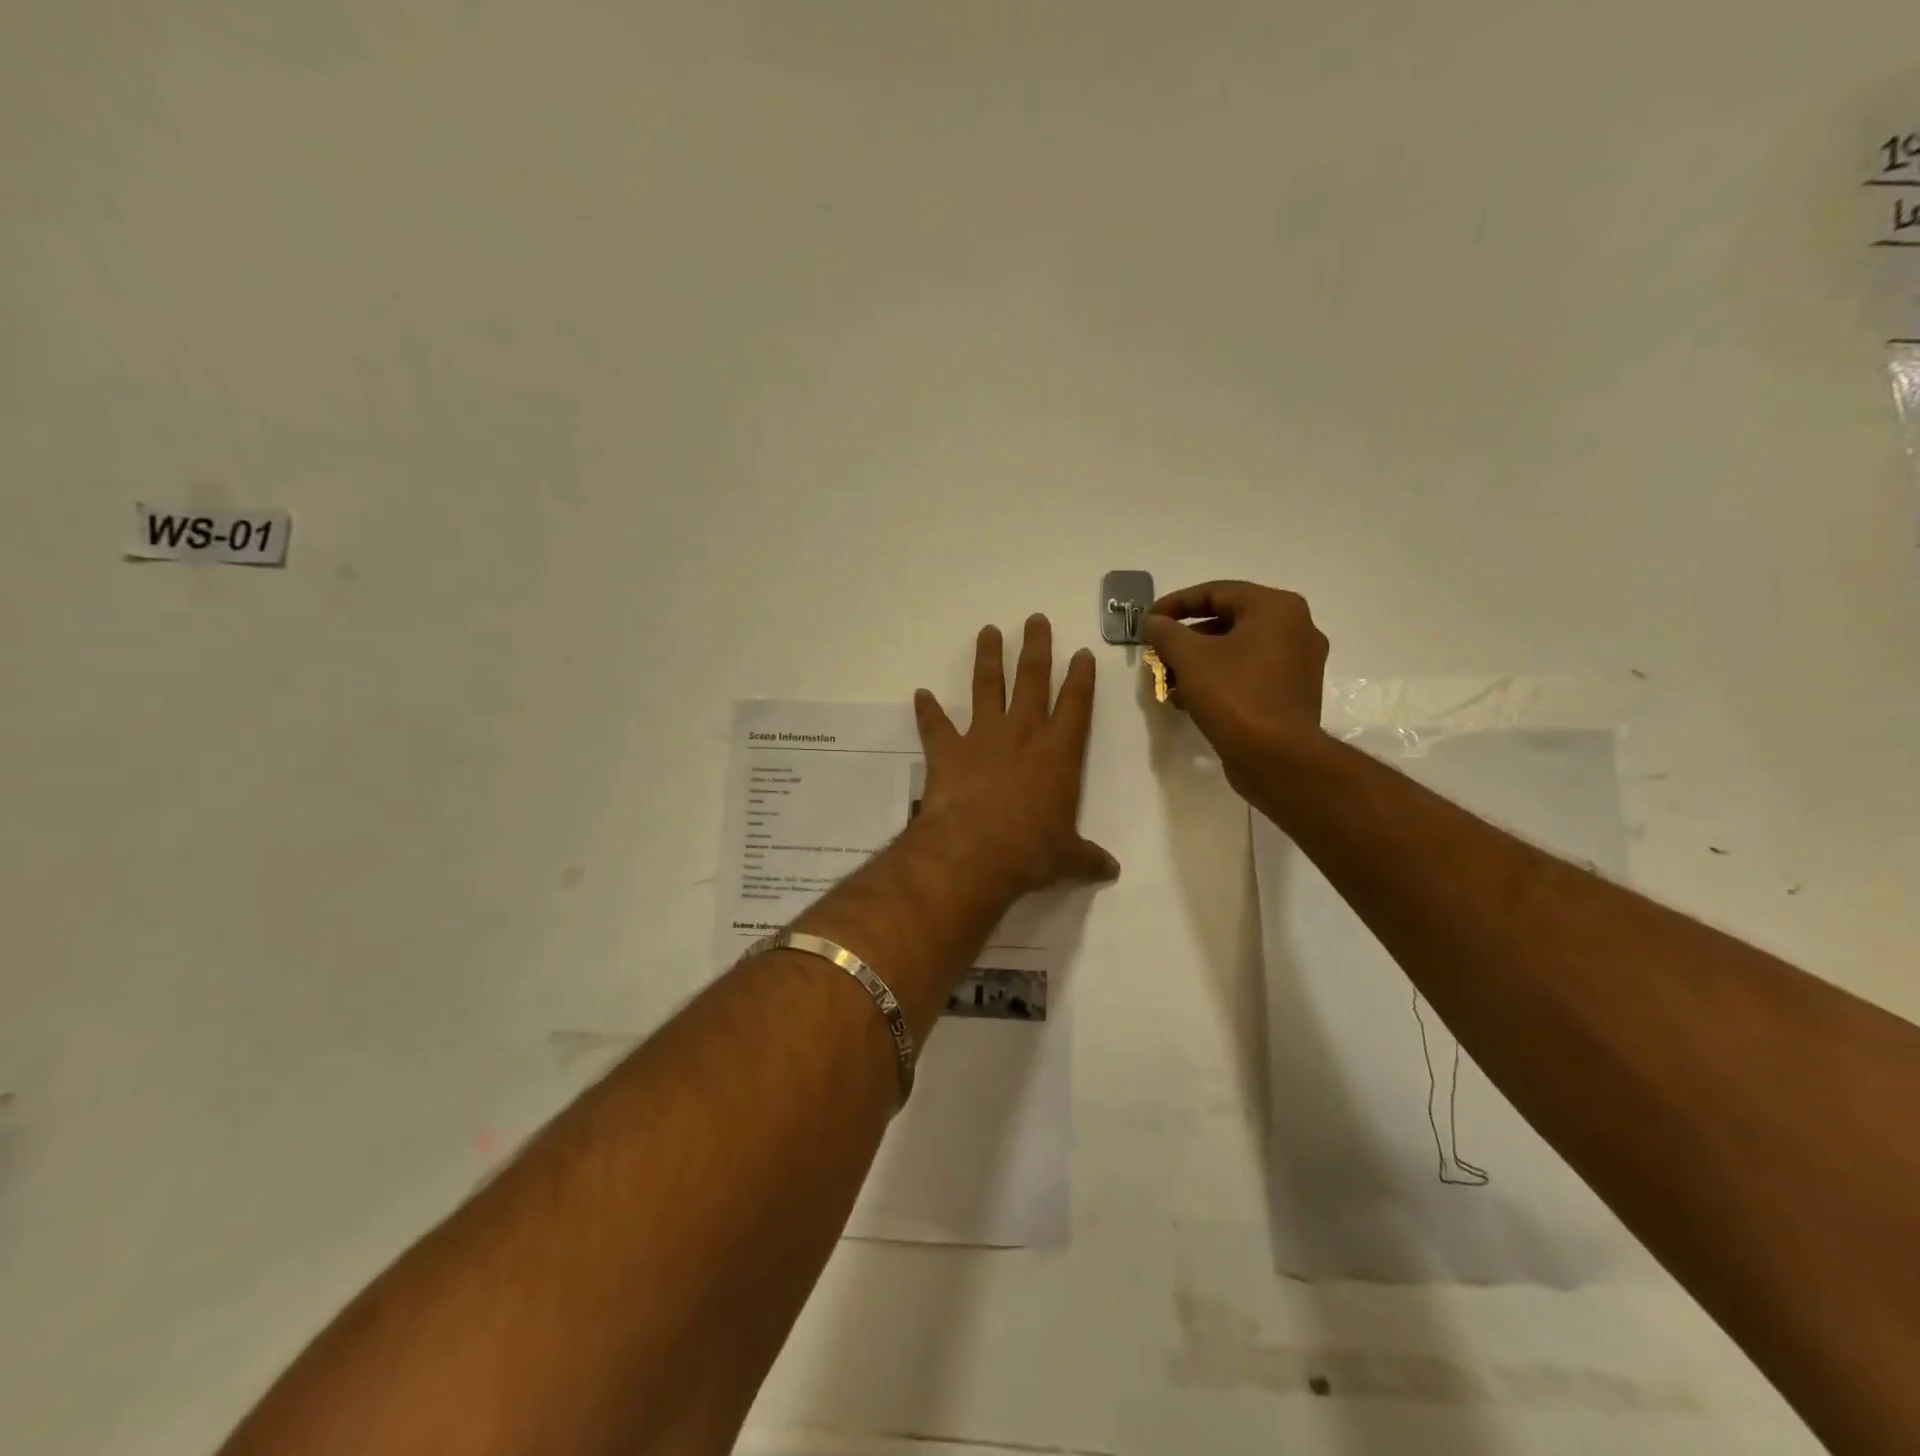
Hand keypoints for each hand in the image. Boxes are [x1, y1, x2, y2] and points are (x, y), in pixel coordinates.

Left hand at [912, 615, 1119, 900]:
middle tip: (1034, 619)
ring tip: (988, 631)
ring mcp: (982, 737)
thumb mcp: (1067, 858)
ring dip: (988, 658)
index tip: (1081, 652)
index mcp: (1058, 753)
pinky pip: (935, 724)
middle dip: (1036, 647)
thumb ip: (1088, 858)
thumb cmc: (1030, 851)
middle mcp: (1022, 734)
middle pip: (1031, 678)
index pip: (1075, 704)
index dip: (1080, 677)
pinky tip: (921, 694)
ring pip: (987, 687)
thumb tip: (1112, 871)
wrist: (974, 852)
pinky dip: (927, 710)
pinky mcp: (948, 750)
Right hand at [1145, 581, 1328, 791]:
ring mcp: (1298, 664)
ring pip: (1236, 651)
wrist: (1276, 758)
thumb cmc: (1234, 696)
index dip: (1176, 604)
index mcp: (1277, 609)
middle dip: (1185, 638)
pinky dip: (1218, 680)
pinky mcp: (1291, 694)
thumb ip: (1167, 632)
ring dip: (1198, 662)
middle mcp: (1296, 629)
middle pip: (1227, 622)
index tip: (1148, 621)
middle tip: (1157, 653)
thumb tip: (1155, 623)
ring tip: (1167, 680)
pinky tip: (1188, 699)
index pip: (1217, 592)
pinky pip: (1248, 675)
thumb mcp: (1190, 658)